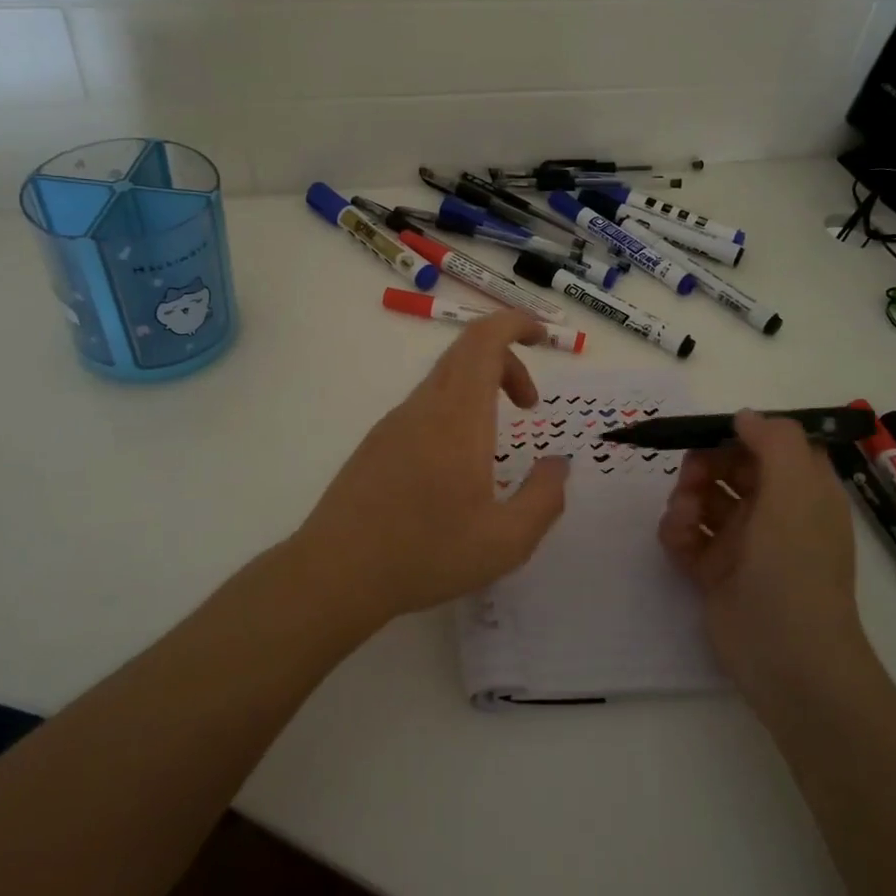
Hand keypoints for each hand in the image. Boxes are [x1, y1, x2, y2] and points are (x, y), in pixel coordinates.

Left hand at [294, 311, 569, 624]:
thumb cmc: (426, 555)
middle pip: (466, 350)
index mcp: (458, 417)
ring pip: (445, 378)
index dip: (515, 323)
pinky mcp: (378, 441)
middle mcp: (424, 407)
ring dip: (481, 388)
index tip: (543, 338)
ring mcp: (395, 422)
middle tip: (530, 404)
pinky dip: (456, 409)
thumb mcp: (506, 542)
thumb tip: (559, 464)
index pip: (484, 340)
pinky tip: (458, 465)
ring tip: (498, 441)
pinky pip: (425, 403)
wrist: (336, 572)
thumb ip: (544, 498)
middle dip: (507, 360)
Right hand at [658, 411, 863, 705]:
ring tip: (683, 519)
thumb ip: (774, 442)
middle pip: (729, 467)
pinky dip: (676, 532)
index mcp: (803, 491)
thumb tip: (744, 417)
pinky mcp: (715, 571)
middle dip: (703, 466)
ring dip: (685, 499)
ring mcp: (743, 543)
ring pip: (703, 499)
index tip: (709, 437)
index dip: (739, 436)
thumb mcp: (796, 492)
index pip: (769, 446)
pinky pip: (687, 535)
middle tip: (692, 482)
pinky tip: (677, 541)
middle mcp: (774, 511)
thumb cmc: (795, 567)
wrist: (785, 658)